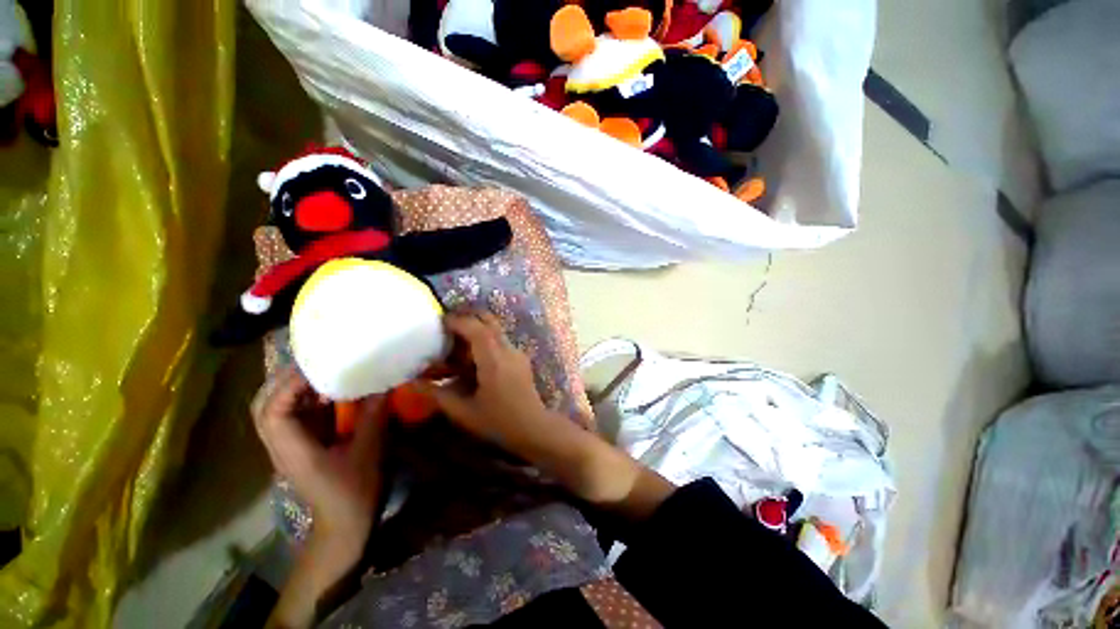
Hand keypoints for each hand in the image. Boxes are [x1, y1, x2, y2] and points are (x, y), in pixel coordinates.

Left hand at [252, 367, 388, 556]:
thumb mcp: (369, 451)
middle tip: (316, 361)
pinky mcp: (300, 446)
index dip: (289, 385)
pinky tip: (330, 391)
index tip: (318, 365)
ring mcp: (288, 446)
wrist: (343, 524)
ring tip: (323, 369)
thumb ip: (373, 415)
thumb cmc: (355, 491)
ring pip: (276, 409)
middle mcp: (281, 445)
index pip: (272, 411)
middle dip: (285, 380)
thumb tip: (383, 383)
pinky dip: (306, 398)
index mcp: (292, 449)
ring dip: (294, 387)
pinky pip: (294, 415)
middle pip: (264, 406)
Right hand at [418, 312, 559, 457]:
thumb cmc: (498, 422)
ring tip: (457, 344)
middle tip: (448, 326)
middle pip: (489, 321)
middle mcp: (508, 350)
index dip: (457, 321)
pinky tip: (473, 358)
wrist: (533, 427)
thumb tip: (413, 383)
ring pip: (495, 330)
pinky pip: (500, 341)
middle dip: (468, 318)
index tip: (440, 322)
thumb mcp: (464, 412)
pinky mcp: (520, 358)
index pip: (476, 329)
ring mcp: (517, 352)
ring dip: (476, 330)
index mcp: (494, 360)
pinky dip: (485, 341)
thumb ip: (437, 394)